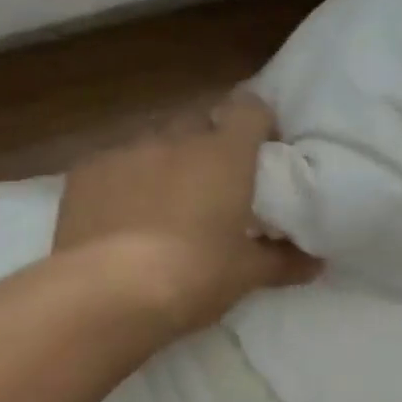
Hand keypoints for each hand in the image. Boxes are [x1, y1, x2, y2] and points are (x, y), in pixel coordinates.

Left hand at [55, 91, 321, 334]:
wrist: (107, 294)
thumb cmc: (193, 277)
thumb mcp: (245, 275)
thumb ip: (284, 261)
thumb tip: (317, 263)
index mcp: (224, 154)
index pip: (251, 108)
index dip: (258, 124)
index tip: (262, 153)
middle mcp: (176, 139)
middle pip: (200, 122)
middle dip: (209, 144)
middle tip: (214, 185)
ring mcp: (126, 150)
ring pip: (154, 141)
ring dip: (165, 162)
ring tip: (163, 203)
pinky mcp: (85, 171)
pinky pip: (114, 163)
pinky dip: (124, 180)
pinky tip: (119, 215)